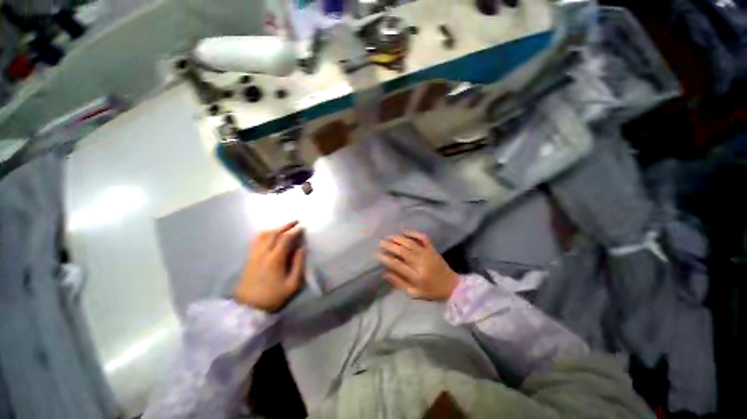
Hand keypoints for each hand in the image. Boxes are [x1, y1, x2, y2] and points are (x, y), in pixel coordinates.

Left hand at [234, 221, 304, 312]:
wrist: (248, 307)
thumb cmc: (274, 296)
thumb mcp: (293, 284)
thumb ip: (299, 264)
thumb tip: (302, 248)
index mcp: (275, 259)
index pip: (286, 238)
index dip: (295, 231)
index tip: (303, 227)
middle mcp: (263, 253)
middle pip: (274, 233)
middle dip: (286, 225)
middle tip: (296, 222)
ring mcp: (254, 254)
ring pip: (264, 234)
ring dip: (276, 228)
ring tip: (285, 227)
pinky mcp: (249, 258)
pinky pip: (256, 240)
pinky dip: (265, 233)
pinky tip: (270, 234)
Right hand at [379, 231, 458, 300]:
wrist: (452, 286)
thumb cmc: (432, 291)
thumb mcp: (414, 293)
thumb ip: (399, 283)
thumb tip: (385, 273)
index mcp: (416, 276)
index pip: (397, 265)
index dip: (385, 258)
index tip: (376, 254)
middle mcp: (421, 262)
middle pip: (402, 250)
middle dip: (389, 245)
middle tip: (380, 242)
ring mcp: (427, 253)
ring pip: (410, 242)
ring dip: (397, 238)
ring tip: (388, 236)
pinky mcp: (432, 248)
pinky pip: (422, 238)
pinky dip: (413, 233)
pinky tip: (405, 231)